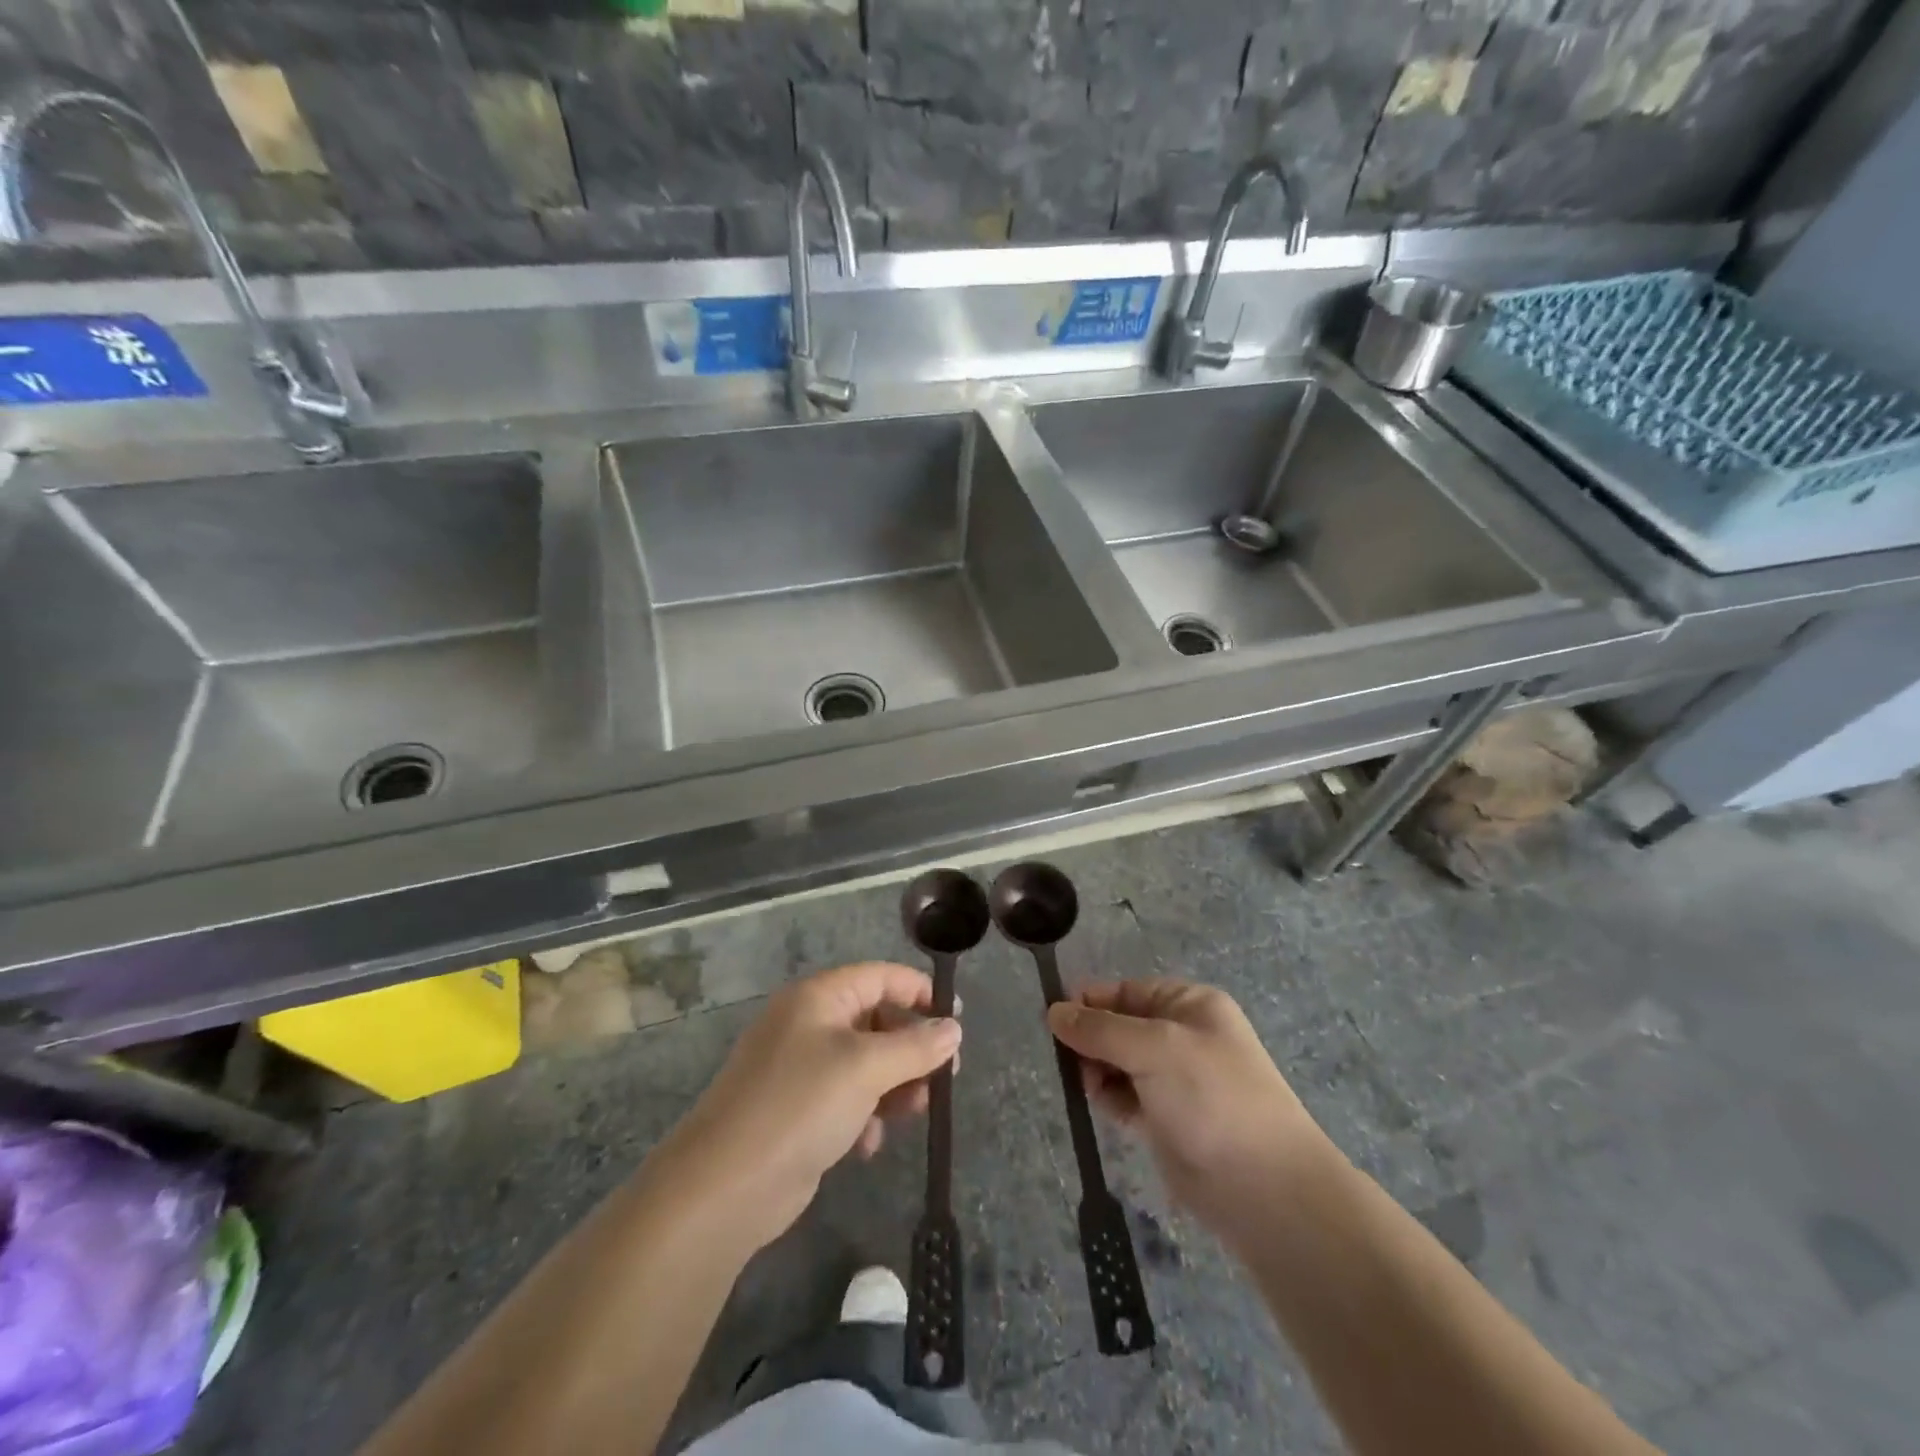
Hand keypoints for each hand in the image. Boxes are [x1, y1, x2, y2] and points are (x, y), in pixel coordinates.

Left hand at [658, 962, 961, 1250]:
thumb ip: (915, 1046)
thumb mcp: (866, 1068)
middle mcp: (808, 1024)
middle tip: (944, 1077)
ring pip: (865, 1064)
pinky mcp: (797, 1111)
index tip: (956, 1021)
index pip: (881, 977)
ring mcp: (800, 1069)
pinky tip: (868, 1144)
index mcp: (819, 998)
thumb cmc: (801, 1105)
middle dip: (911, 1048)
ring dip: (894, 1085)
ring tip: (915, 1112)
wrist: (725, 1186)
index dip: (920, 992)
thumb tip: (953, 1029)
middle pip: (876, 1021)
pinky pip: (845, 1099)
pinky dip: (865, 1115)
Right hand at [1046, 979, 1332, 1249]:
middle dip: (1091, 1040)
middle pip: (1118, 1025)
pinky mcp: (1165, 1119)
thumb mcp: (1154, 1048)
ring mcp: (1175, 1079)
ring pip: (1117, 1062)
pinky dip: (1108, 1097)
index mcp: (1189, 1004)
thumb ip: (1100, 1029)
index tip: (1054, 1021)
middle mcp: (1182, 1036)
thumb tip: (1053, 1012)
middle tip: (1069, 1061)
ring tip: (1089, 1087)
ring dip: (1096, 1070)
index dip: (1090, 1002)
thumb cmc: (1212, 1098)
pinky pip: (1124, 1096)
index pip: (1126, 990)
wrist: (1264, 1189)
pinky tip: (1100, 1106)